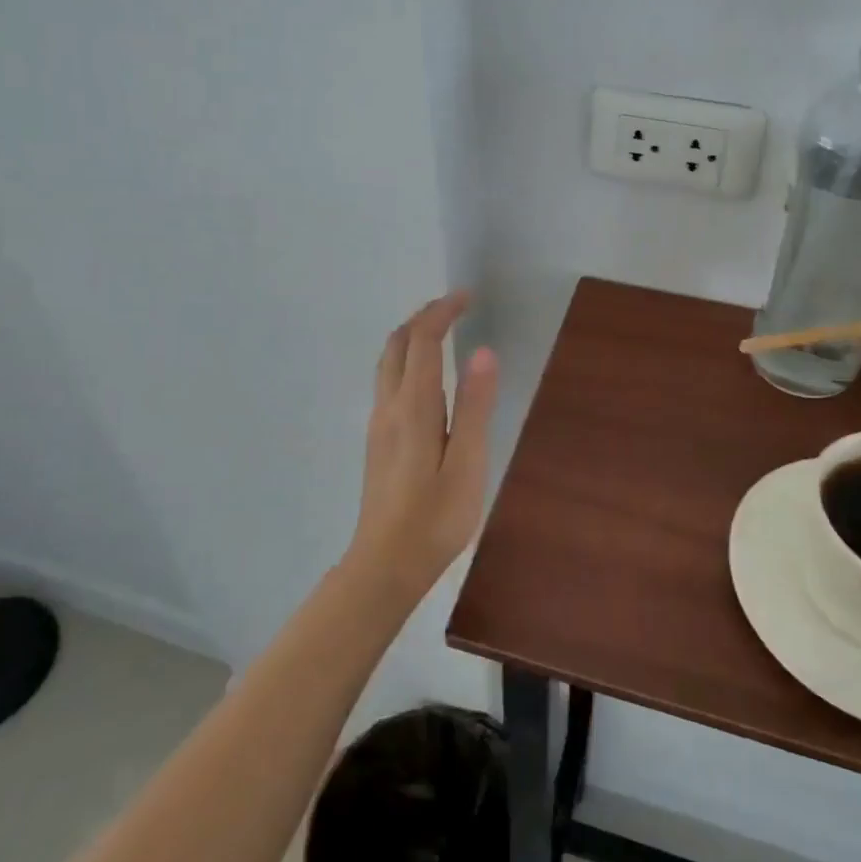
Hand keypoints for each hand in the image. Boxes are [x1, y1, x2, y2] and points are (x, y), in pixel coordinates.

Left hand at [349, 292, 498, 601]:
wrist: (385, 564)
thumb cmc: (435, 518)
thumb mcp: (467, 463)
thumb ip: (474, 406)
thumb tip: (482, 352)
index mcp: (413, 407)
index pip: (422, 341)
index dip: (442, 313)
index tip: (466, 296)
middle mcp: (389, 406)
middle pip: (397, 344)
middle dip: (423, 318)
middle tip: (454, 308)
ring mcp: (379, 424)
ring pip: (388, 362)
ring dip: (411, 337)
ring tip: (441, 333)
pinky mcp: (378, 440)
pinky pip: (388, 381)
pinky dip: (406, 359)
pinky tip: (425, 377)